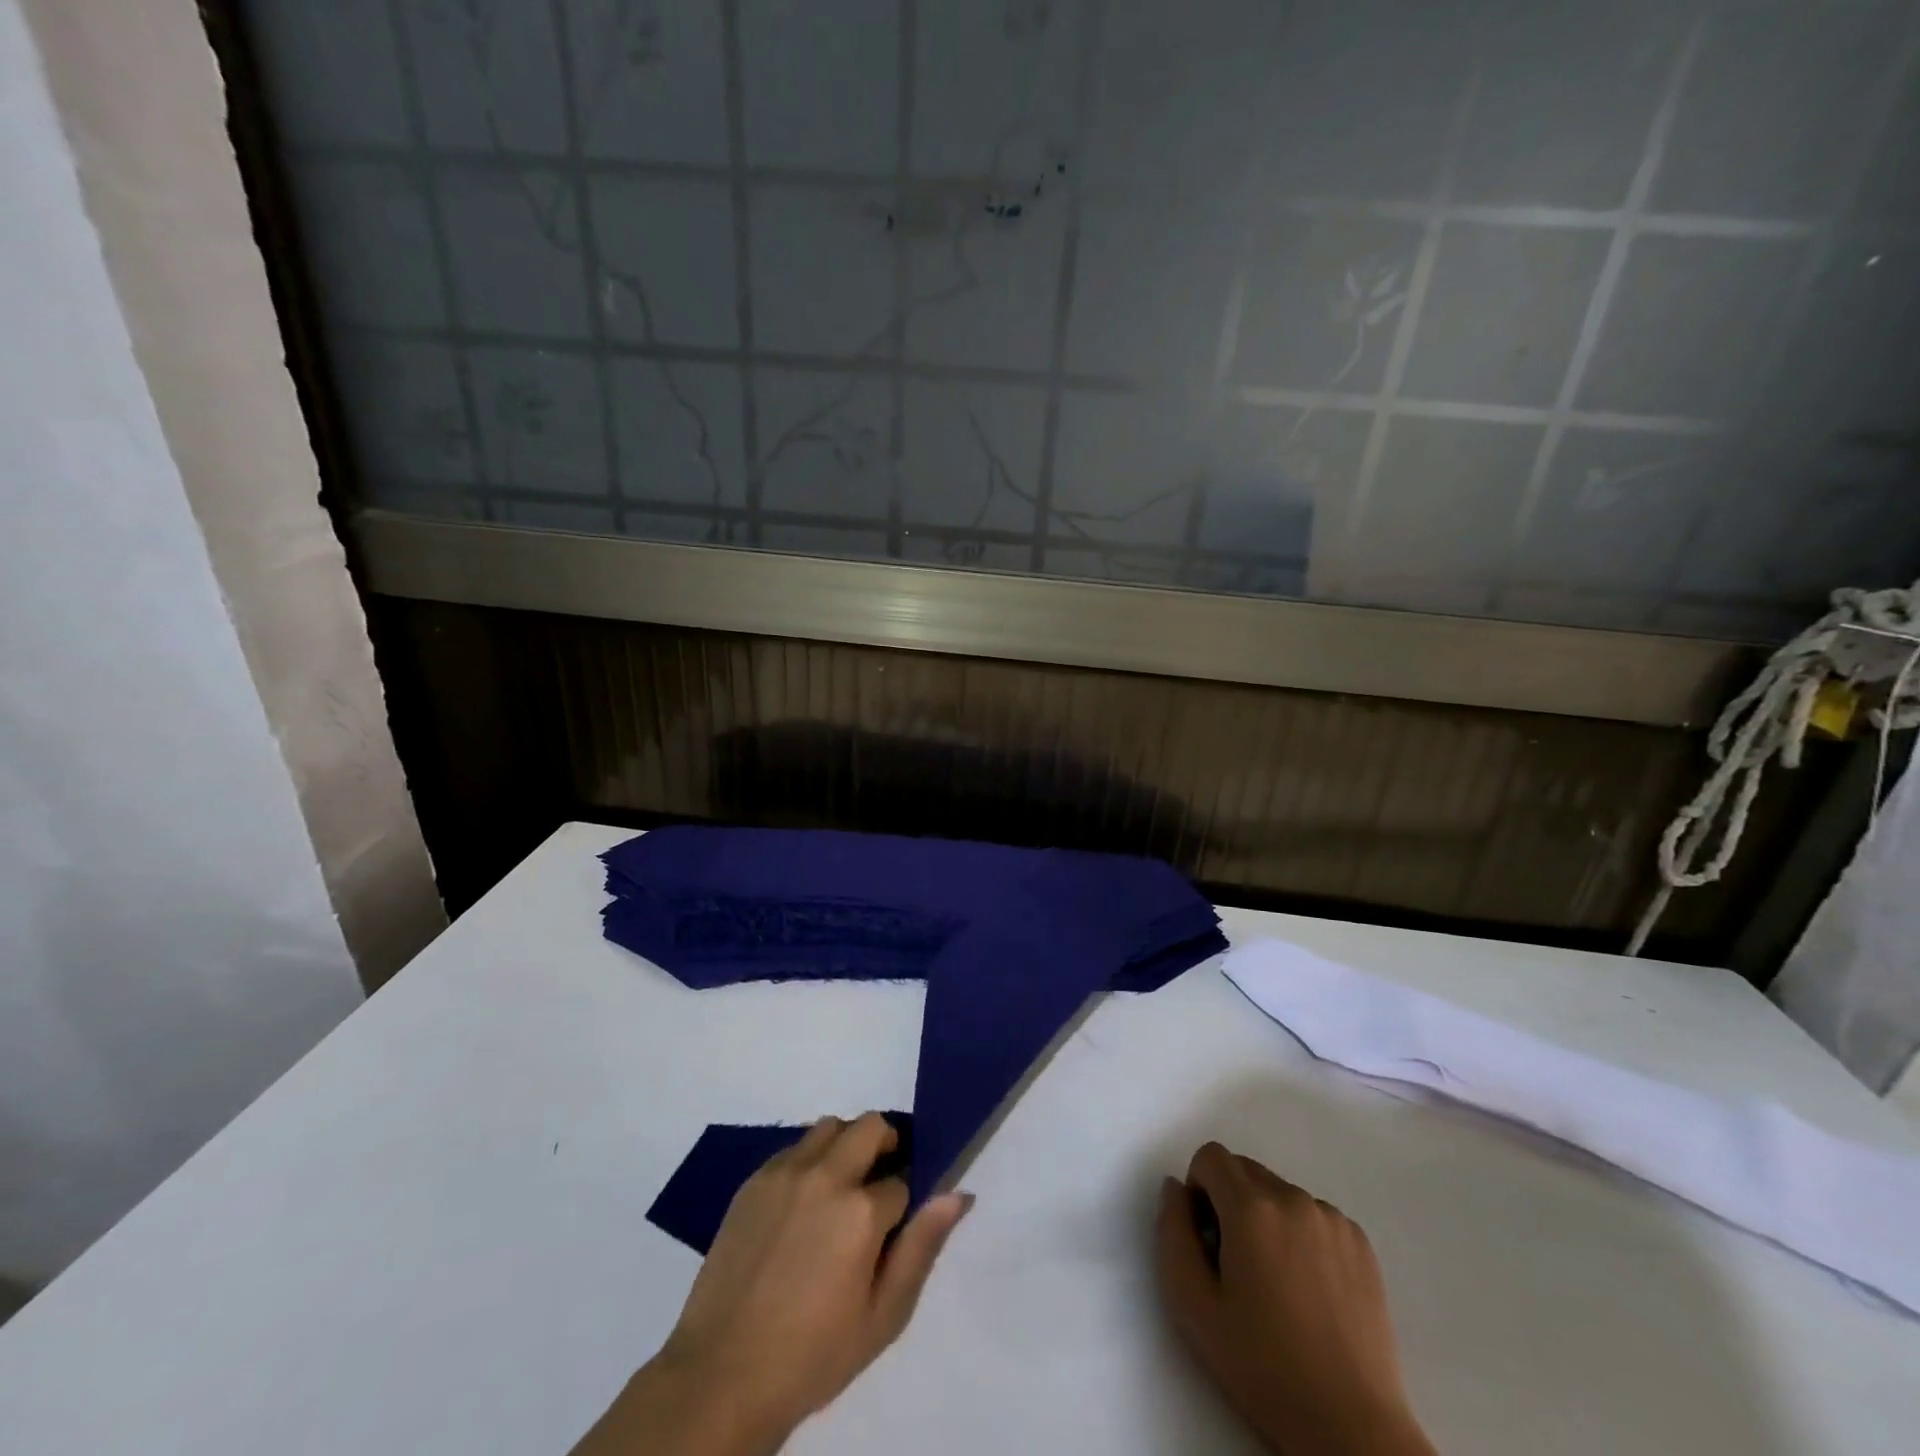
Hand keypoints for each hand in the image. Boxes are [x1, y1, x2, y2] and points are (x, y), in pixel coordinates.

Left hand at [575, 1113, 971, 1455]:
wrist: (722, 1374)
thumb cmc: (813, 1354)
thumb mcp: (883, 1315)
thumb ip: (922, 1246)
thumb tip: (958, 1194)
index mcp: (862, 1210)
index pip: (903, 1179)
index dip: (907, 1198)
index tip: (899, 1220)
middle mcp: (825, 1175)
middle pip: (870, 1126)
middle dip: (885, 1145)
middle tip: (879, 1186)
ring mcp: (785, 1173)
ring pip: (830, 1127)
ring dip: (846, 1145)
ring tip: (841, 1190)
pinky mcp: (754, 1180)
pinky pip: (794, 1146)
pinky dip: (811, 1159)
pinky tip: (803, 1203)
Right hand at [1156, 1143, 1435, 1455]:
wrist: (1350, 1425)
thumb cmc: (1262, 1365)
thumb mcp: (1191, 1303)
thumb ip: (1172, 1231)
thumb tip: (1176, 1188)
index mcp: (1252, 1207)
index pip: (1210, 1157)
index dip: (1199, 1190)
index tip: (1207, 1239)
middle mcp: (1294, 1198)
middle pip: (1245, 1170)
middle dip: (1230, 1202)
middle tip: (1235, 1264)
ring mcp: (1332, 1219)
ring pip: (1279, 1193)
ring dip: (1266, 1218)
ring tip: (1276, 1283)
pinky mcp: (1360, 1243)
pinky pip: (1314, 1215)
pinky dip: (1301, 1234)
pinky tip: (1309, 1289)